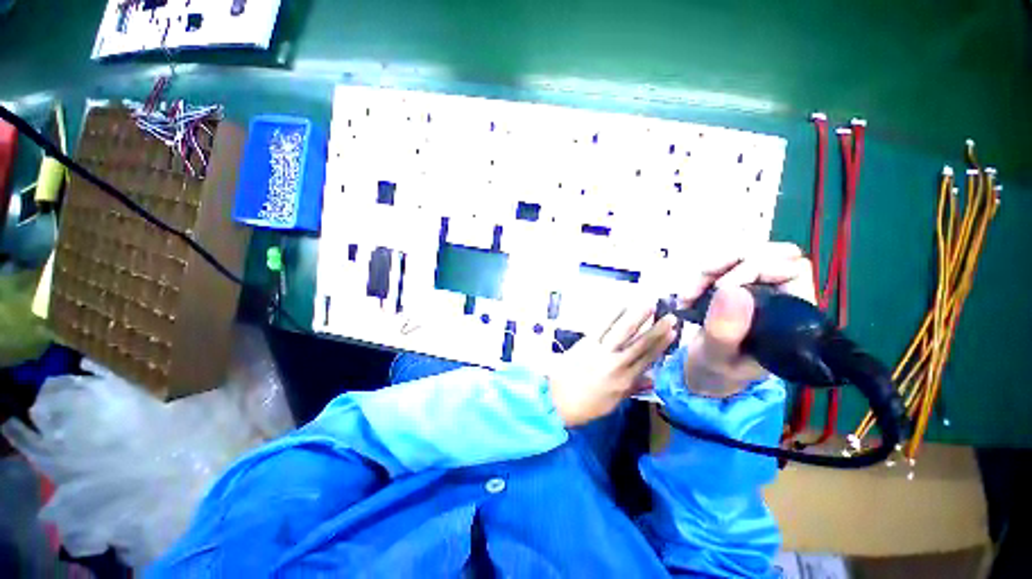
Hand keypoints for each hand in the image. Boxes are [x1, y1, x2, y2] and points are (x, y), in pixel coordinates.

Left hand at [548, 305, 677, 426]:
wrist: (557, 401)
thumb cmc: (585, 405)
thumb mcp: (612, 402)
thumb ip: (631, 388)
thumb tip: (651, 379)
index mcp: (624, 380)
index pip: (647, 359)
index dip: (661, 345)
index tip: (673, 332)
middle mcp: (616, 364)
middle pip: (640, 344)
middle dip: (656, 330)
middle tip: (670, 316)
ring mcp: (600, 351)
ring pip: (623, 332)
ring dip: (637, 317)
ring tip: (649, 305)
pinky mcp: (586, 343)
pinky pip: (602, 326)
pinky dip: (613, 315)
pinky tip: (622, 306)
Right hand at [680, 243, 814, 397]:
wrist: (703, 373)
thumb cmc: (716, 371)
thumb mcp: (718, 357)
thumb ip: (725, 331)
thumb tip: (731, 289)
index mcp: (790, 316)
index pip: (792, 269)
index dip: (759, 267)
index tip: (721, 286)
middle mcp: (779, 297)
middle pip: (768, 254)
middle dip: (729, 262)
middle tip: (700, 280)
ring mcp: (755, 289)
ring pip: (741, 256)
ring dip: (710, 270)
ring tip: (687, 295)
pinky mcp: (734, 287)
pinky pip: (722, 266)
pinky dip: (700, 276)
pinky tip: (686, 295)